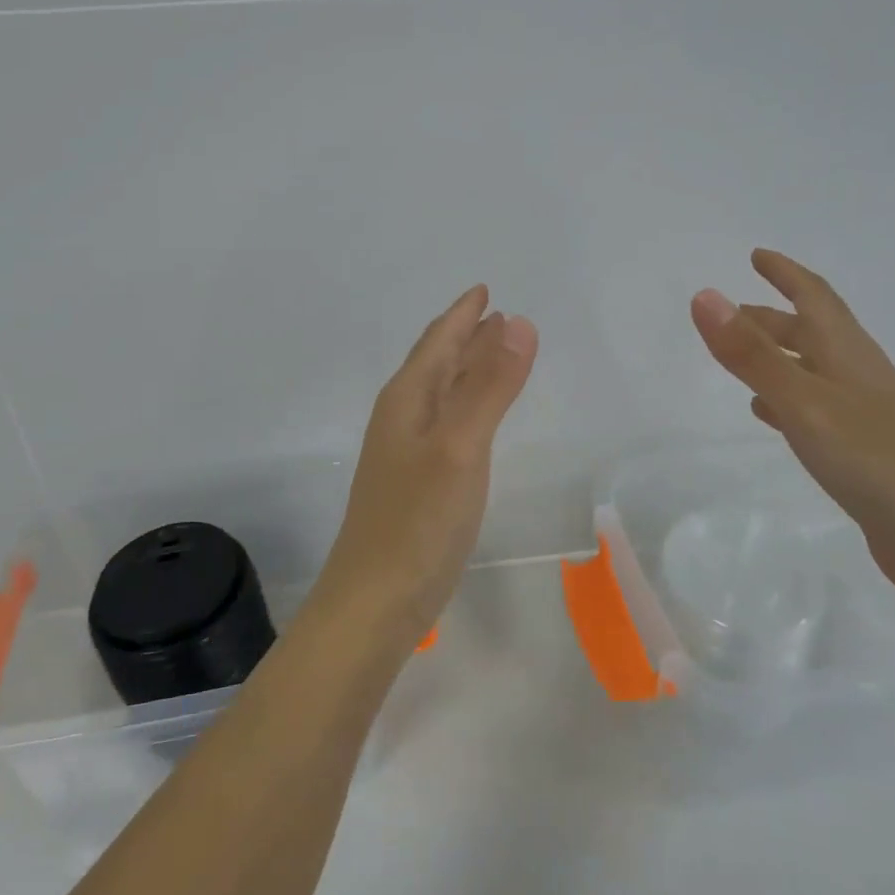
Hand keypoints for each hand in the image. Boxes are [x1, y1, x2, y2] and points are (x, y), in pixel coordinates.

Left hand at [312, 286, 538, 645]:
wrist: (374, 603)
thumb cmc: (418, 520)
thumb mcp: (460, 445)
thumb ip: (490, 385)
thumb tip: (519, 322)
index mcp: (407, 399)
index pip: (438, 341)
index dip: (463, 314)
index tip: (485, 290)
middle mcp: (401, 417)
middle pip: (437, 362)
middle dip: (467, 336)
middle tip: (499, 316)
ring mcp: (405, 452)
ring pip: (440, 393)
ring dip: (466, 368)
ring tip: (494, 352)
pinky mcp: (415, 482)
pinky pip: (444, 423)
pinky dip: (465, 404)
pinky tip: (473, 417)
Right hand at [690, 249, 894, 598]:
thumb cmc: (875, 460)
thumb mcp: (803, 401)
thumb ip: (751, 353)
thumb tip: (705, 296)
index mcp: (848, 353)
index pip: (814, 297)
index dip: (786, 273)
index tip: (757, 255)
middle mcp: (858, 376)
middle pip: (812, 332)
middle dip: (772, 317)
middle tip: (732, 313)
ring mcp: (864, 415)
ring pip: (812, 369)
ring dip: (777, 356)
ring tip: (741, 359)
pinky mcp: (863, 451)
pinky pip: (815, 408)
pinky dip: (786, 399)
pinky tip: (769, 413)